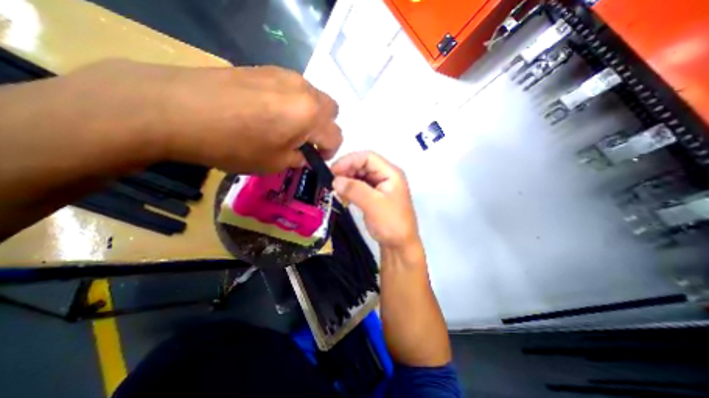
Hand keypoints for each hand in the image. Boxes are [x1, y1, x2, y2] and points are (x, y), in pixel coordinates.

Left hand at [65, 59, 343, 173]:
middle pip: (332, 111)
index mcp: (311, 116)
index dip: (329, 151)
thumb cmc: (234, 144)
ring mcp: (287, 76)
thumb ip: (299, 159)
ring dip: (310, 115)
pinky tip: (270, 111)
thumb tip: (305, 155)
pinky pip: (295, 88)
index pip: (336, 136)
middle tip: (304, 141)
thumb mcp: (275, 163)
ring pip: (315, 97)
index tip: (314, 158)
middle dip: (324, 129)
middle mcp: (305, 91)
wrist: (178, 109)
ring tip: (286, 126)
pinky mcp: (268, 69)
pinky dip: (294, 103)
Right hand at [332, 151, 419, 248]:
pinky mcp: (374, 196)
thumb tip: (335, 180)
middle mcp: (386, 176)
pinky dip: (350, 189)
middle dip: (346, 171)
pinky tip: (343, 196)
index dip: (349, 160)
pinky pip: (360, 187)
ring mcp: (380, 186)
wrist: (400, 245)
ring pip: (360, 176)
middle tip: (331, 181)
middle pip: (363, 165)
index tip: (333, 171)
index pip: (368, 157)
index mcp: (390, 173)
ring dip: (347, 180)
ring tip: (335, 189)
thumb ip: (355, 190)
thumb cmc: (391, 224)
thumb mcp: (374, 205)